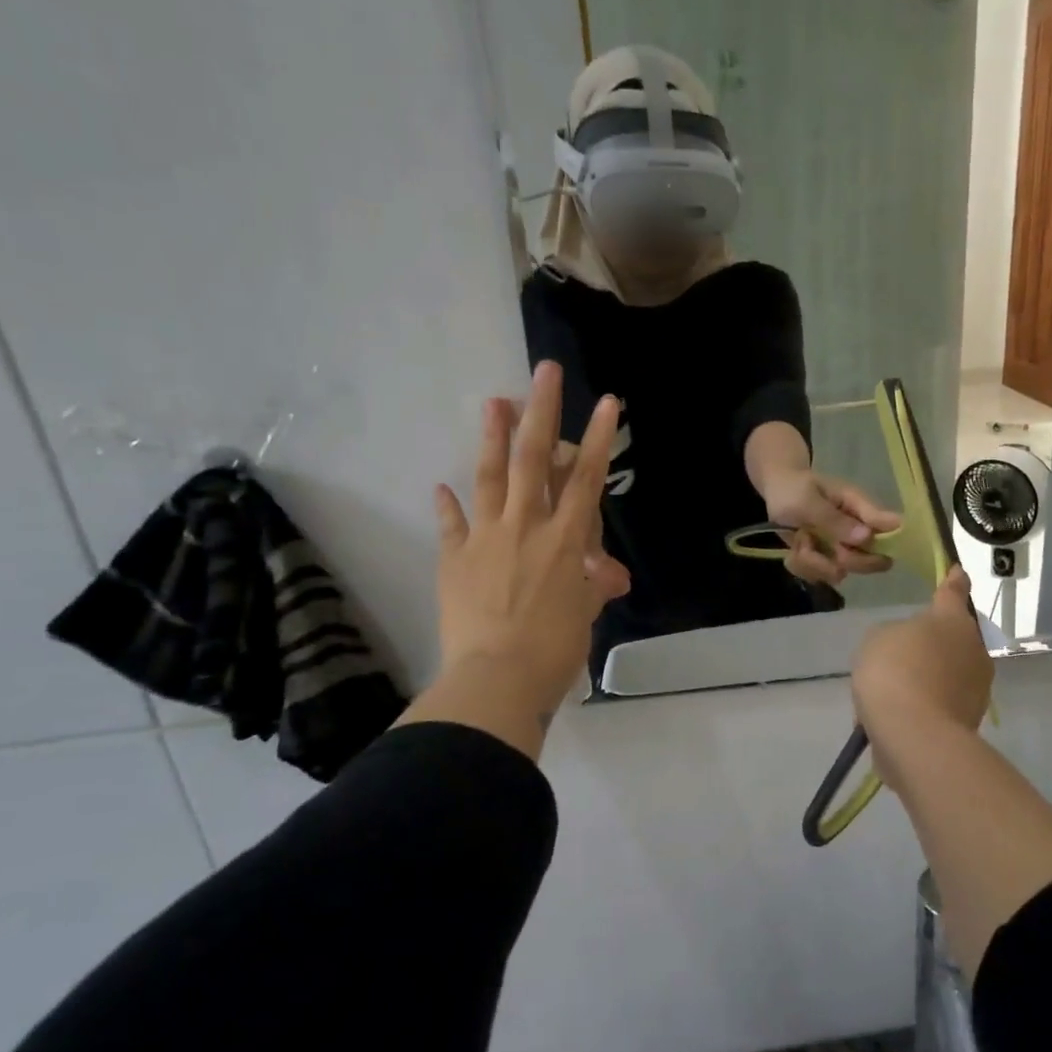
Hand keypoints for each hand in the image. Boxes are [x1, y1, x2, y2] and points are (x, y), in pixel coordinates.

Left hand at [397, 362, 626, 756]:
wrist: (495, 680)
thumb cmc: (554, 650)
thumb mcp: (585, 614)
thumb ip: (594, 586)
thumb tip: (611, 578)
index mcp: (564, 540)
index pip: (585, 478)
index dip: (597, 438)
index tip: (605, 401)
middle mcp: (525, 527)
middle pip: (533, 460)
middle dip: (541, 411)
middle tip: (543, 371)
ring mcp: (485, 539)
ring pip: (490, 477)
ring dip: (491, 437)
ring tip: (492, 402)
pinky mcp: (455, 560)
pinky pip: (452, 526)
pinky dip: (447, 506)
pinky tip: (441, 486)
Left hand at [762, 469, 902, 585]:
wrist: (773, 492)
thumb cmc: (792, 488)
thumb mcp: (807, 501)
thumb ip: (834, 519)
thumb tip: (867, 537)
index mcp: (860, 508)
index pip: (890, 528)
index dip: (884, 545)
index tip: (850, 547)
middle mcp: (857, 531)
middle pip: (872, 562)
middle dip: (842, 560)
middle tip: (816, 543)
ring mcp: (841, 547)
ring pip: (840, 572)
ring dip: (813, 562)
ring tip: (799, 540)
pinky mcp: (825, 560)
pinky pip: (819, 576)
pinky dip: (802, 566)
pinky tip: (794, 548)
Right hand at [852, 567, 991, 779]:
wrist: (914, 735)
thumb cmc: (894, 671)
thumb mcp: (877, 638)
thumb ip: (895, 634)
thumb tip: (909, 647)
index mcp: (951, 620)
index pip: (953, 591)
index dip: (953, 580)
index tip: (958, 571)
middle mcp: (973, 649)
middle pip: (955, 637)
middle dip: (936, 641)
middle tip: (904, 651)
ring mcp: (976, 687)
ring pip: (950, 671)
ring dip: (930, 675)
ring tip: (896, 690)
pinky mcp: (970, 720)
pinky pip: (943, 702)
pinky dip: (927, 704)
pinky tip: (900, 715)